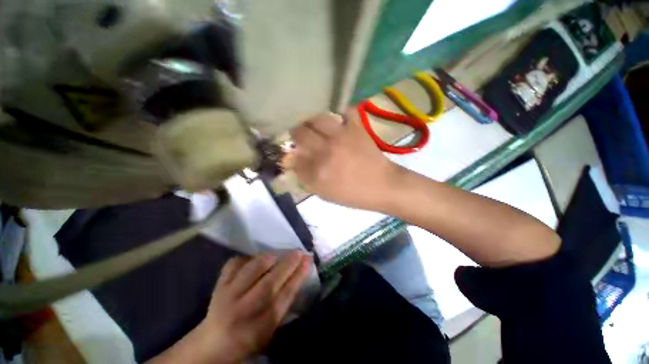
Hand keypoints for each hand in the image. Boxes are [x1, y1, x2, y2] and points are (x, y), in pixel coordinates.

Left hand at [149, 251, 312, 363]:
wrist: (212, 344)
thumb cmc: (248, 337)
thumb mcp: (270, 329)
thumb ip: (283, 303)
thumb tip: (298, 273)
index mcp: (261, 325)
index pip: (285, 295)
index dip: (298, 275)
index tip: (308, 260)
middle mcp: (244, 309)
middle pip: (270, 282)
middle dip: (288, 263)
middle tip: (299, 252)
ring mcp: (228, 295)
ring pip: (252, 270)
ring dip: (269, 257)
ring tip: (279, 253)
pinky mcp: (218, 285)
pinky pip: (234, 264)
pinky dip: (246, 258)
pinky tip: (254, 258)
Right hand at [290, 111, 401, 210]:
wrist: (383, 185)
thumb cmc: (353, 194)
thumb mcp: (325, 193)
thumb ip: (306, 178)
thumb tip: (293, 162)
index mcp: (318, 171)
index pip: (293, 155)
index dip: (290, 152)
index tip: (291, 152)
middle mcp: (326, 150)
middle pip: (300, 132)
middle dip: (295, 134)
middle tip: (299, 136)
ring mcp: (341, 137)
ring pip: (316, 118)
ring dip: (310, 121)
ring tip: (313, 126)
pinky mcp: (355, 128)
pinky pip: (342, 112)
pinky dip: (335, 114)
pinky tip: (333, 121)